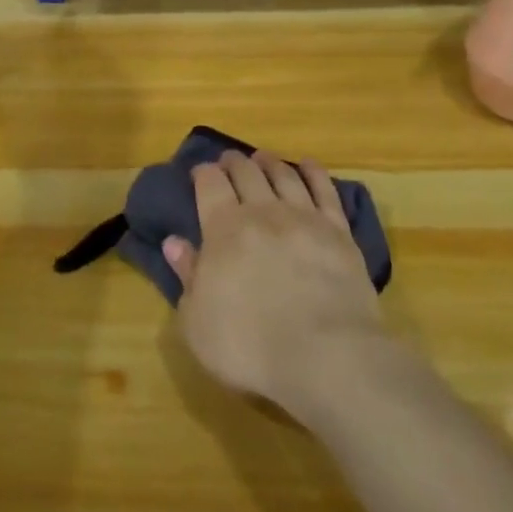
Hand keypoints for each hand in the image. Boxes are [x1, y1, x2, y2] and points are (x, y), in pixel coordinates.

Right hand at [163, 151, 385, 421]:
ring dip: (271, 162)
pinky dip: (314, 173)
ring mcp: (304, 217)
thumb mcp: (197, 321)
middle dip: (235, 162)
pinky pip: (324, 190)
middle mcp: (263, 211)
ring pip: (284, 175)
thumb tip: (173, 242)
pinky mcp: (338, 231)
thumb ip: (187, 276)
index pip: (210, 184)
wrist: (325, 354)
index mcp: (224, 229)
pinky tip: (309, 166)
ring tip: (263, 157)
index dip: (203, 173)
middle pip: (247, 173)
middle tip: (230, 160)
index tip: (200, 171)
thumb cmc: (249, 346)